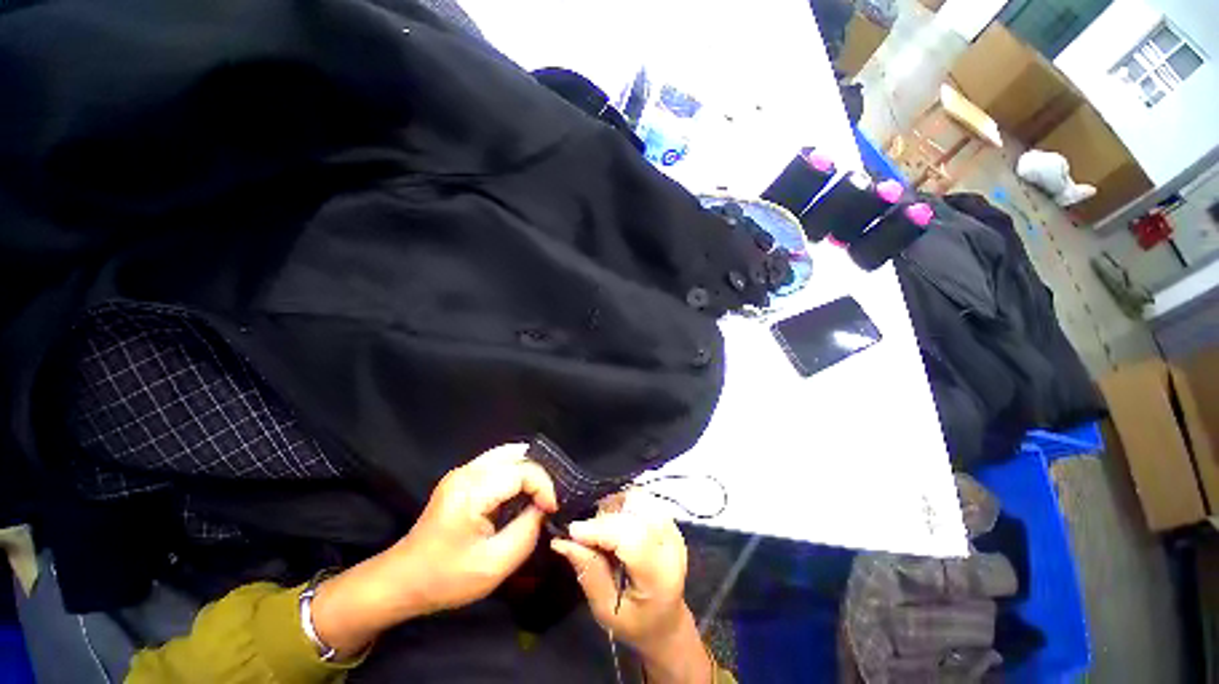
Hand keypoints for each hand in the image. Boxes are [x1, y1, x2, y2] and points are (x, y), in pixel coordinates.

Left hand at [311, 444, 557, 657]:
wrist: (401, 580)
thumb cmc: (446, 578)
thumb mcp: (495, 565)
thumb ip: (527, 531)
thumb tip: (544, 509)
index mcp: (472, 491)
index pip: (522, 471)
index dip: (544, 486)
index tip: (552, 509)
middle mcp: (466, 472)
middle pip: (517, 456)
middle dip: (539, 475)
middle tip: (548, 500)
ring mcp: (462, 471)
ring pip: (508, 453)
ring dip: (528, 470)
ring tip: (539, 493)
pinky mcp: (461, 476)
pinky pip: (498, 461)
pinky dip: (516, 470)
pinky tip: (522, 489)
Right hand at [550, 501, 712, 683]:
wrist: (665, 619)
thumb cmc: (634, 622)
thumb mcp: (606, 610)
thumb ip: (588, 573)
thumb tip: (562, 541)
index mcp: (659, 575)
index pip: (631, 537)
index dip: (600, 529)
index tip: (573, 531)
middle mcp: (671, 544)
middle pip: (635, 510)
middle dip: (605, 516)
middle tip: (587, 534)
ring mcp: (672, 528)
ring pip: (638, 497)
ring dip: (614, 506)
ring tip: (602, 528)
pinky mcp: (668, 519)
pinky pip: (642, 498)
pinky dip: (623, 503)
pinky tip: (615, 522)